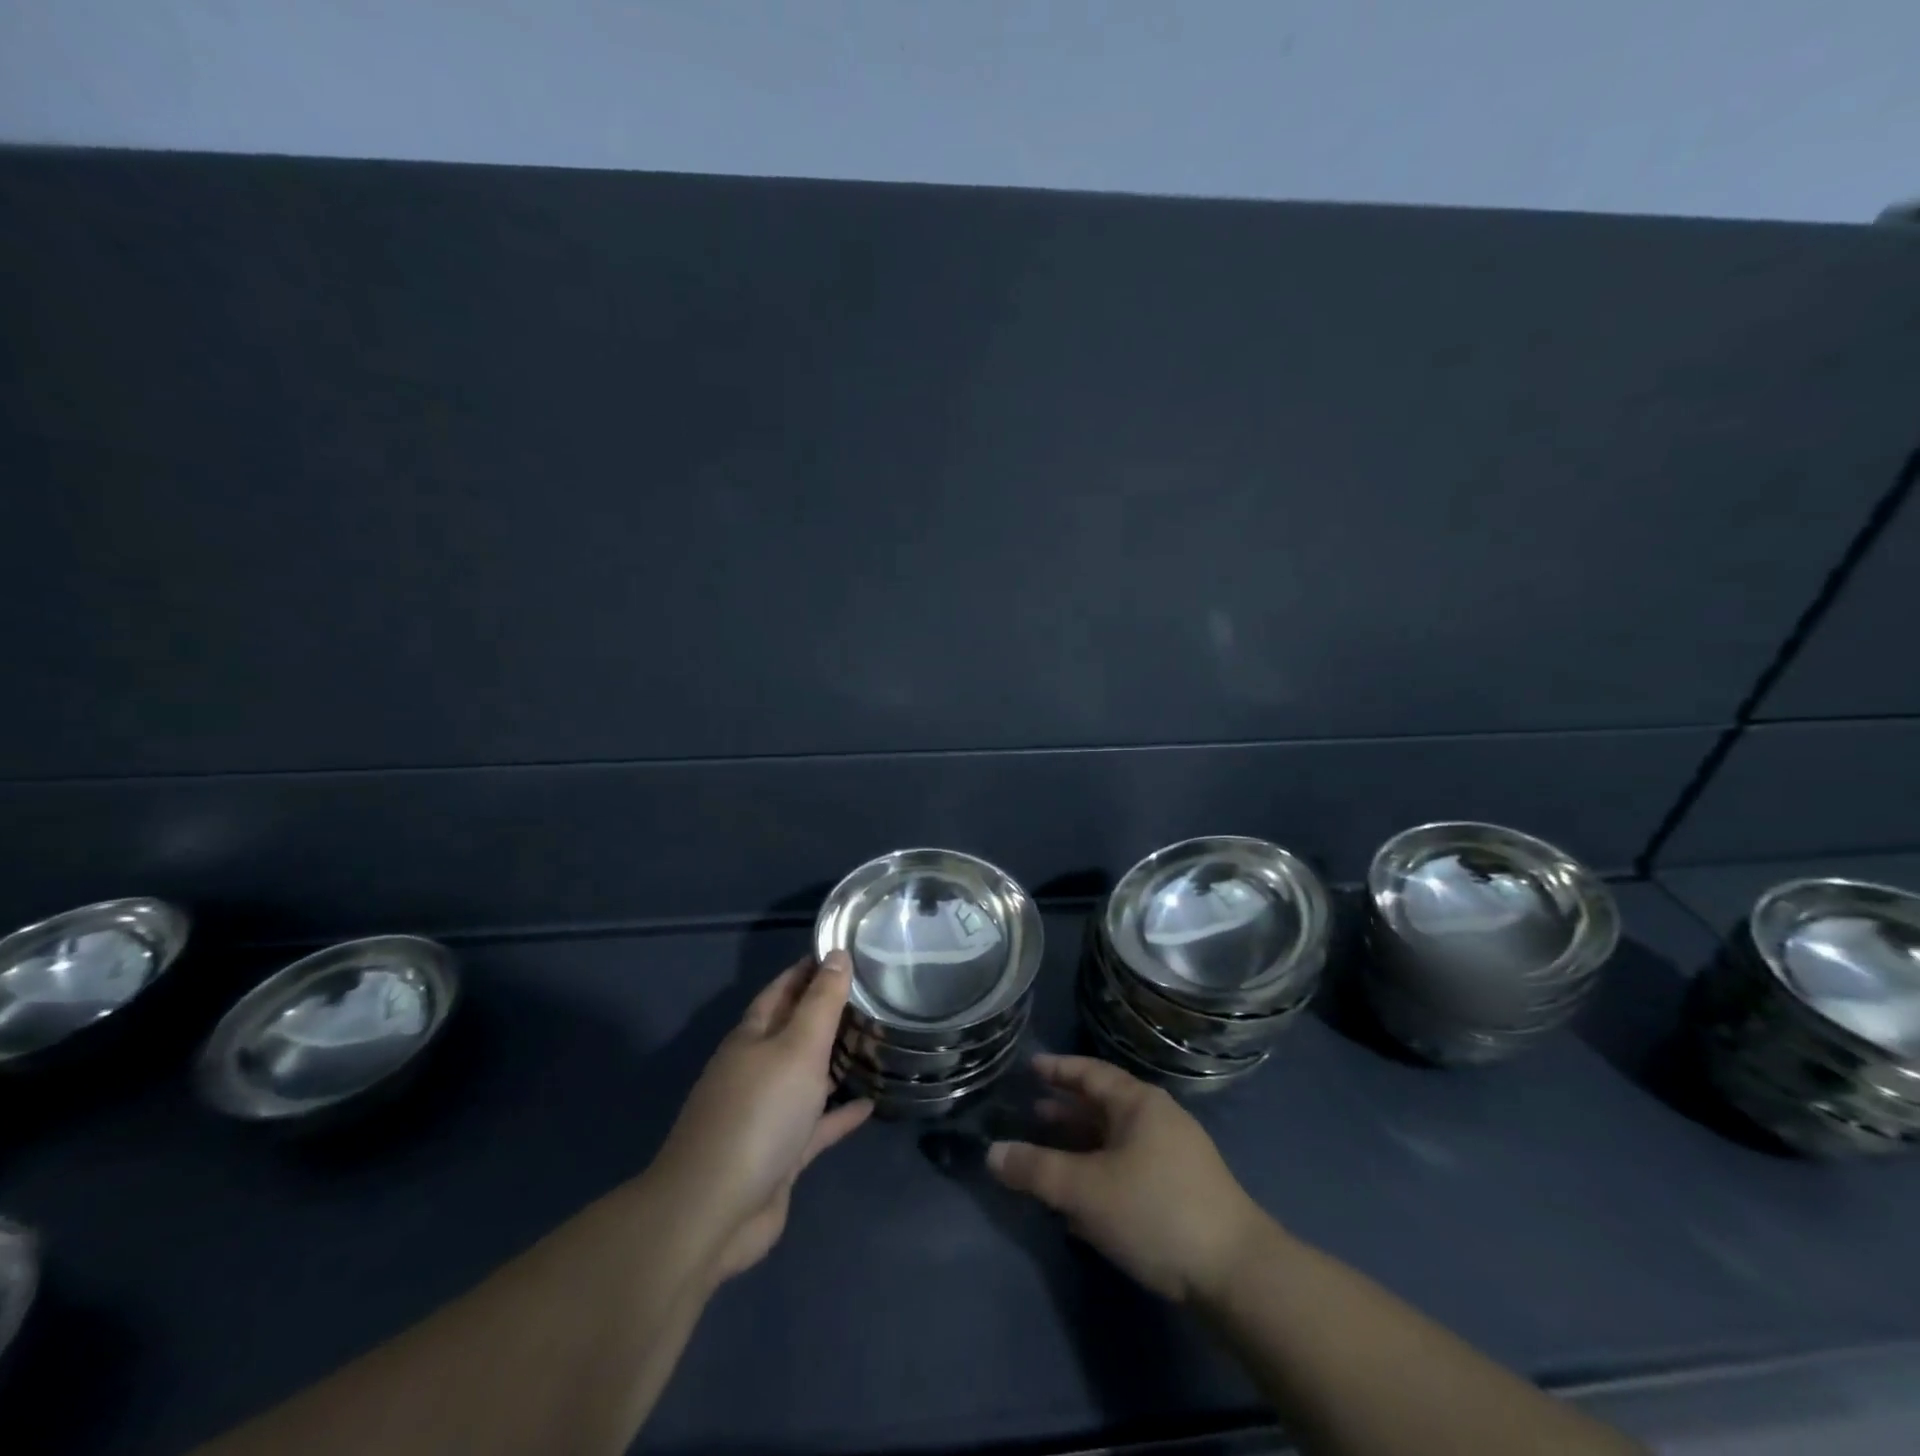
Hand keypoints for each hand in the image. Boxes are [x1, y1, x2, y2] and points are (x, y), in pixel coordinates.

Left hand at [652, 953, 871, 1283]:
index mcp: (753, 1036)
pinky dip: (840, 1113)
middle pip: (795, 1031)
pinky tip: (871, 1104)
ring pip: (807, 1076)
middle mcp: (756, 1068)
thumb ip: (821, 1002)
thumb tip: (836, 954)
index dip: (810, 969)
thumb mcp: (797, 1047)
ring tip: (876, 1042)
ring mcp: (766, 1113)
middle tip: (874, 995)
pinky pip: (816, 1124)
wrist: (714, 1210)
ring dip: (835, 1061)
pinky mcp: (780, 1152)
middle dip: (828, 1013)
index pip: (783, 989)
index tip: (845, 951)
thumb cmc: (759, 1113)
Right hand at [987, 1054, 1270, 1304]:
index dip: (1058, 1070)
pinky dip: (1101, 1172)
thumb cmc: (1155, 1211)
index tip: (1030, 1067)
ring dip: (1082, 1145)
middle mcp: (1158, 1119)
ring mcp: (1174, 1156)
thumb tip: (991, 1152)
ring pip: (1116, 1140)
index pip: (1091, 1073)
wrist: (1236, 1273)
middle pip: (1103, 1105)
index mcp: (1138, 1103)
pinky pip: (1129, 1167)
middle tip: (1032, 1113)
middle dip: (1067, 1110)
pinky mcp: (1182, 1192)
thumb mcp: (1085, 1189)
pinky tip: (1082, 1200)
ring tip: (1050, 1154)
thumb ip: (1036, 1170)